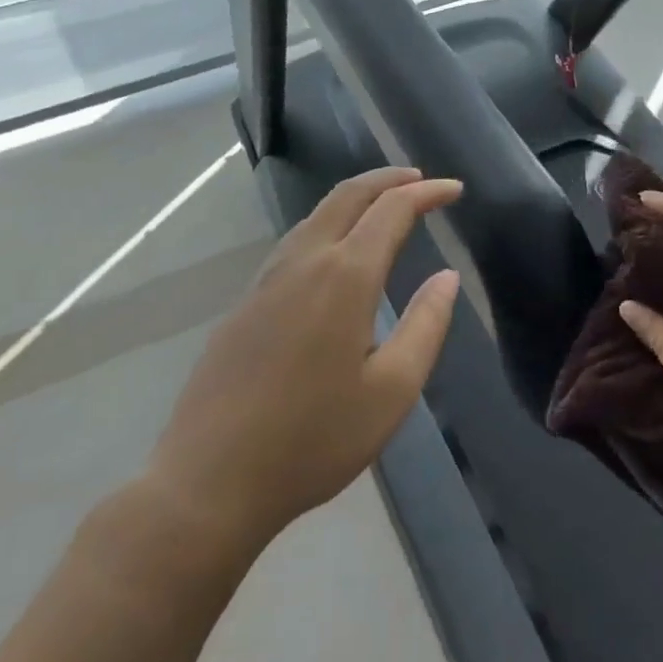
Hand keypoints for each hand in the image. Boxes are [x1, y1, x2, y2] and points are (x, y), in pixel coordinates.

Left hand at [141, 167, 462, 553]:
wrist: (208, 482)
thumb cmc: (313, 441)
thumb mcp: (392, 392)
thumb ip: (426, 325)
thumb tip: (447, 276)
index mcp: (344, 277)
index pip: (392, 209)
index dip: (427, 192)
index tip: (454, 190)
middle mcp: (304, 262)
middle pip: (348, 194)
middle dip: (388, 179)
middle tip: (421, 181)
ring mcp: (267, 279)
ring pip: (317, 214)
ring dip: (356, 198)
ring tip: (384, 206)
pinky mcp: (245, 301)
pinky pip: (295, 241)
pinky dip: (328, 223)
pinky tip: (336, 251)